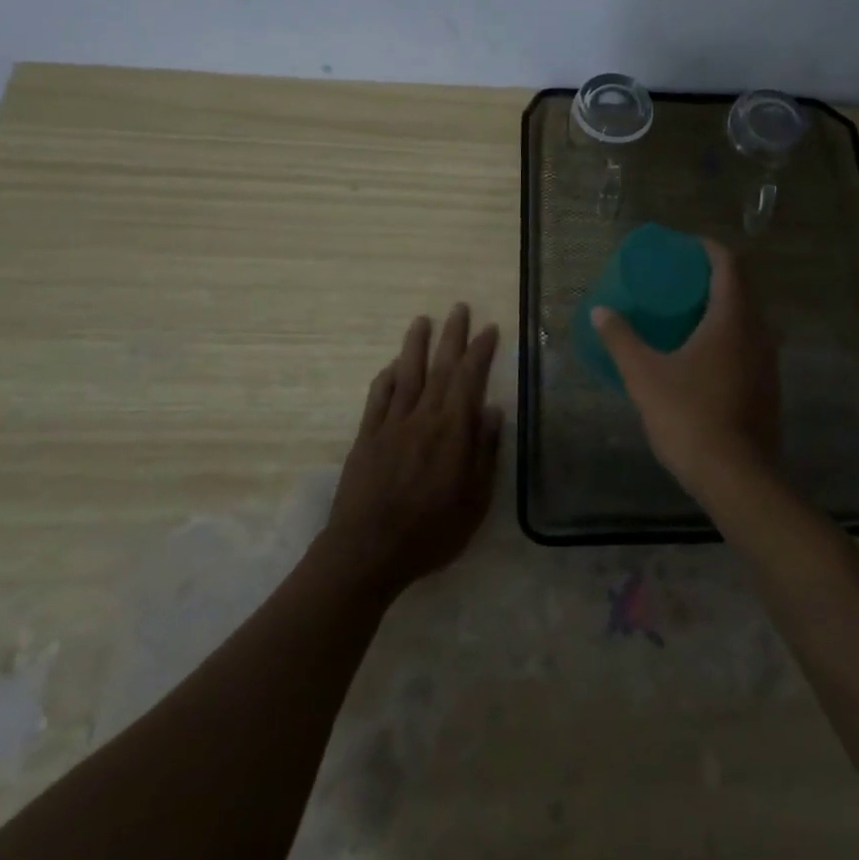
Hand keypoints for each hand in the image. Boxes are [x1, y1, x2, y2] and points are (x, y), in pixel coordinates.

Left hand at [321, 304, 501, 600]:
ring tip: (423, 321)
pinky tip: (393, 367)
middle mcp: (423, 418)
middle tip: (459, 308)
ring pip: (407, 374)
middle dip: (452, 336)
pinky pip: (378, 398)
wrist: (368, 551)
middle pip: (440, 368)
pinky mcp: (366, 437)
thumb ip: (484, 453)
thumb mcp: (475, 501)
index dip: (480, 351)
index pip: (470, 379)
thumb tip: (491, 410)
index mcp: (452, 431)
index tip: (489, 328)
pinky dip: (387, 378)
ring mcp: (391, 425)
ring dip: (416, 345)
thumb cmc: (431, 532)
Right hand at [590, 239, 779, 498]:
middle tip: (680, 279)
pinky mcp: (768, 388)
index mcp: (732, 319)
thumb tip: (600, 311)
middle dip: (714, 277)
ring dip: (723, 308)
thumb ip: (621, 339)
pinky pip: (750, 345)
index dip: (708, 249)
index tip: (685, 247)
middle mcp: (758, 332)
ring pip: (749, 319)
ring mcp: (768, 362)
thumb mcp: (644, 376)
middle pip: (742, 289)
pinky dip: (730, 336)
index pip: (728, 265)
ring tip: (689, 314)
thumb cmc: (689, 416)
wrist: (737, 478)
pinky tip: (704, 356)